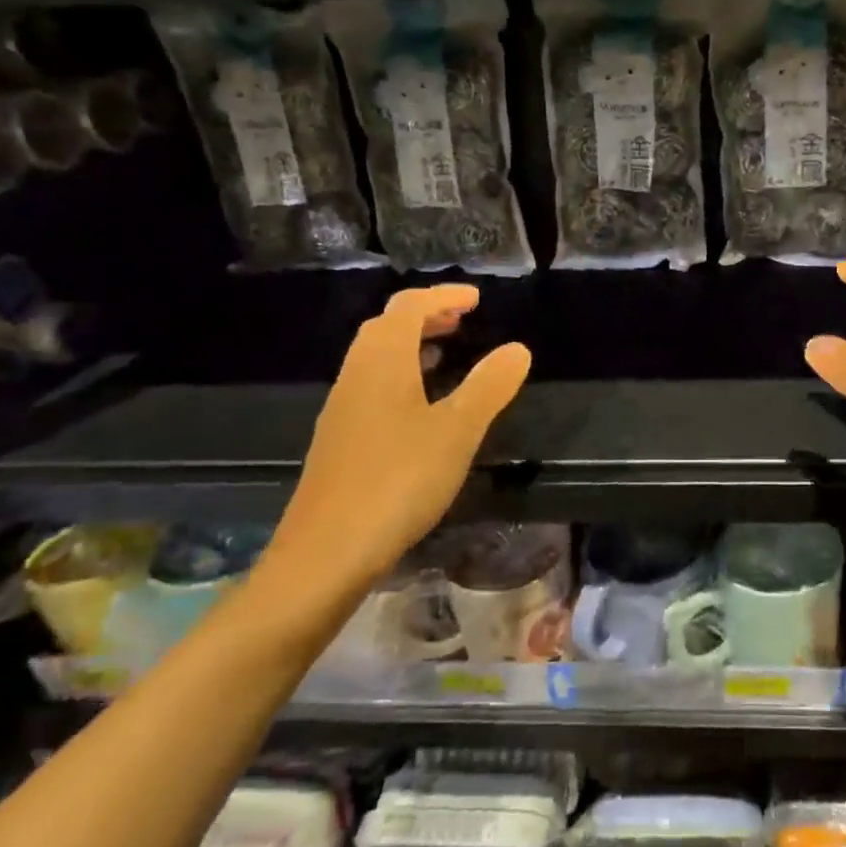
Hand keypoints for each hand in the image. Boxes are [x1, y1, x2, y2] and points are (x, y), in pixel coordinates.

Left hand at [265, 284, 531, 606]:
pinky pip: (372, 386)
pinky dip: (400, 376)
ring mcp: (343, 409)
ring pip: (375, 358)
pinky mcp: (340, 439)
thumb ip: (489, 386)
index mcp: (383, 362)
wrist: (328, 550)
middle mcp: (356, 375)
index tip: (477, 299)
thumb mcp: (458, 430)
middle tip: (462, 321)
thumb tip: (518, 349)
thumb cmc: (399, 479)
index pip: (409, 307)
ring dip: (410, 346)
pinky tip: (420, 408)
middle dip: (424, 316)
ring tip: (446, 355)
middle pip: (386, 328)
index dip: (443, 296)